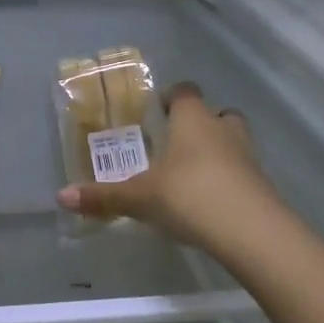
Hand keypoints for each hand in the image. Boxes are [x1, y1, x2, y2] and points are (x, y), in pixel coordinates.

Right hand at [56, 81, 280, 249]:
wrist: (251, 231)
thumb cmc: (189, 196)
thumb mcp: (140, 197)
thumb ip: (104, 196)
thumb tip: (62, 197)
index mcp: (192, 119)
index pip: (185, 91)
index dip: (171, 96)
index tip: (157, 109)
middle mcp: (222, 129)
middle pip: (216, 113)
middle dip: (199, 124)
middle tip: (176, 142)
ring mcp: (248, 155)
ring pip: (233, 141)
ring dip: (217, 151)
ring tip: (192, 173)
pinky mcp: (262, 184)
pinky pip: (242, 171)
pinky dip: (228, 179)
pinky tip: (210, 201)